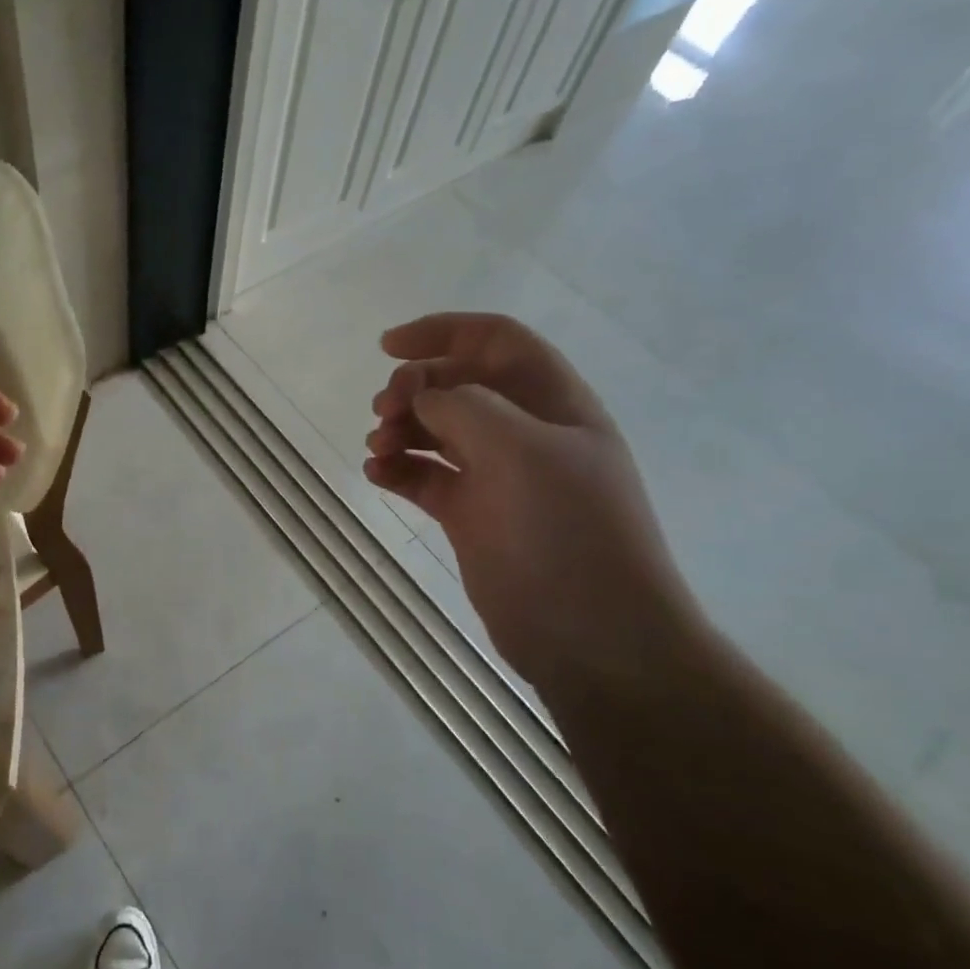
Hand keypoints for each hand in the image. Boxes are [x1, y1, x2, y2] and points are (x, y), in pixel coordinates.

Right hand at [364, 312, 696, 682]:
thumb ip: (465, 407)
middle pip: (457, 384)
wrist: (593, 635)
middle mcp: (523, 432)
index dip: (442, 332)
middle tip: (384, 412)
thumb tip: (421, 397)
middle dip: (413, 387)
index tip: (388, 347)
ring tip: (378, 448)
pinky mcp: (471, 516)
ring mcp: (496, 477)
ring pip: (436, 431)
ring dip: (400, 429)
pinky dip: (398, 470)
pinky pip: (426, 478)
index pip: (495, 341)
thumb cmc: (569, 533)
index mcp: (552, 403)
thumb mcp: (523, 451)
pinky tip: (376, 474)